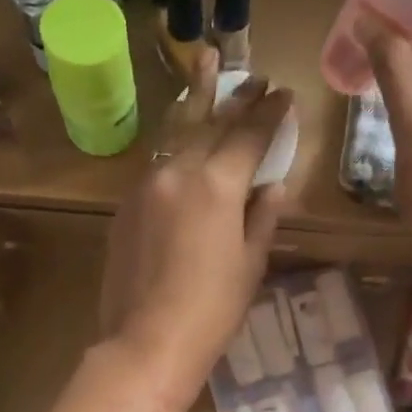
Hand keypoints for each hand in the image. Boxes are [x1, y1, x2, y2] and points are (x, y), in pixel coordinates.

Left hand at [99, 47, 294, 389]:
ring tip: (206, 69)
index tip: (285, 93)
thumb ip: (262, 216)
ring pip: (177, 133)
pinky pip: (158, 163)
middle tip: (253, 75)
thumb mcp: (250, 263)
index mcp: (217, 185)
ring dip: (198, 103)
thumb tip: (273, 185)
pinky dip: (177, 144)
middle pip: (210, 123)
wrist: (145, 343)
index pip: (249, 136)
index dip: (270, 113)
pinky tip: (185, 138)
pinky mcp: (126, 204)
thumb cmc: (211, 310)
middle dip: (235, 96)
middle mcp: (179, 171)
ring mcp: (146, 184)